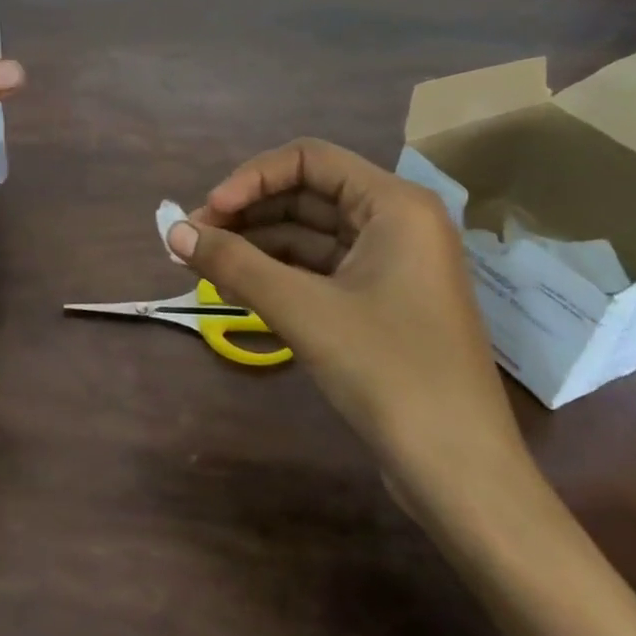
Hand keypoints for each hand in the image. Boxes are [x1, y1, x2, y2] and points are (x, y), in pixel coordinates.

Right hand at [171, 139, 523, 495]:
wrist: (462, 476)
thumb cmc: (390, 373)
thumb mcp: (303, 311)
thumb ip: (233, 264)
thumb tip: (172, 231)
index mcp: (395, 205)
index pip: (308, 159)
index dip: (251, 177)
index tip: (208, 211)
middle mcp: (397, 223)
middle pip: (306, 193)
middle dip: (247, 212)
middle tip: (192, 237)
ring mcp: (392, 265)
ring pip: (309, 233)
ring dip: (256, 243)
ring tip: (202, 261)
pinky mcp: (381, 302)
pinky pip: (320, 268)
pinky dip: (278, 272)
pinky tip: (236, 286)